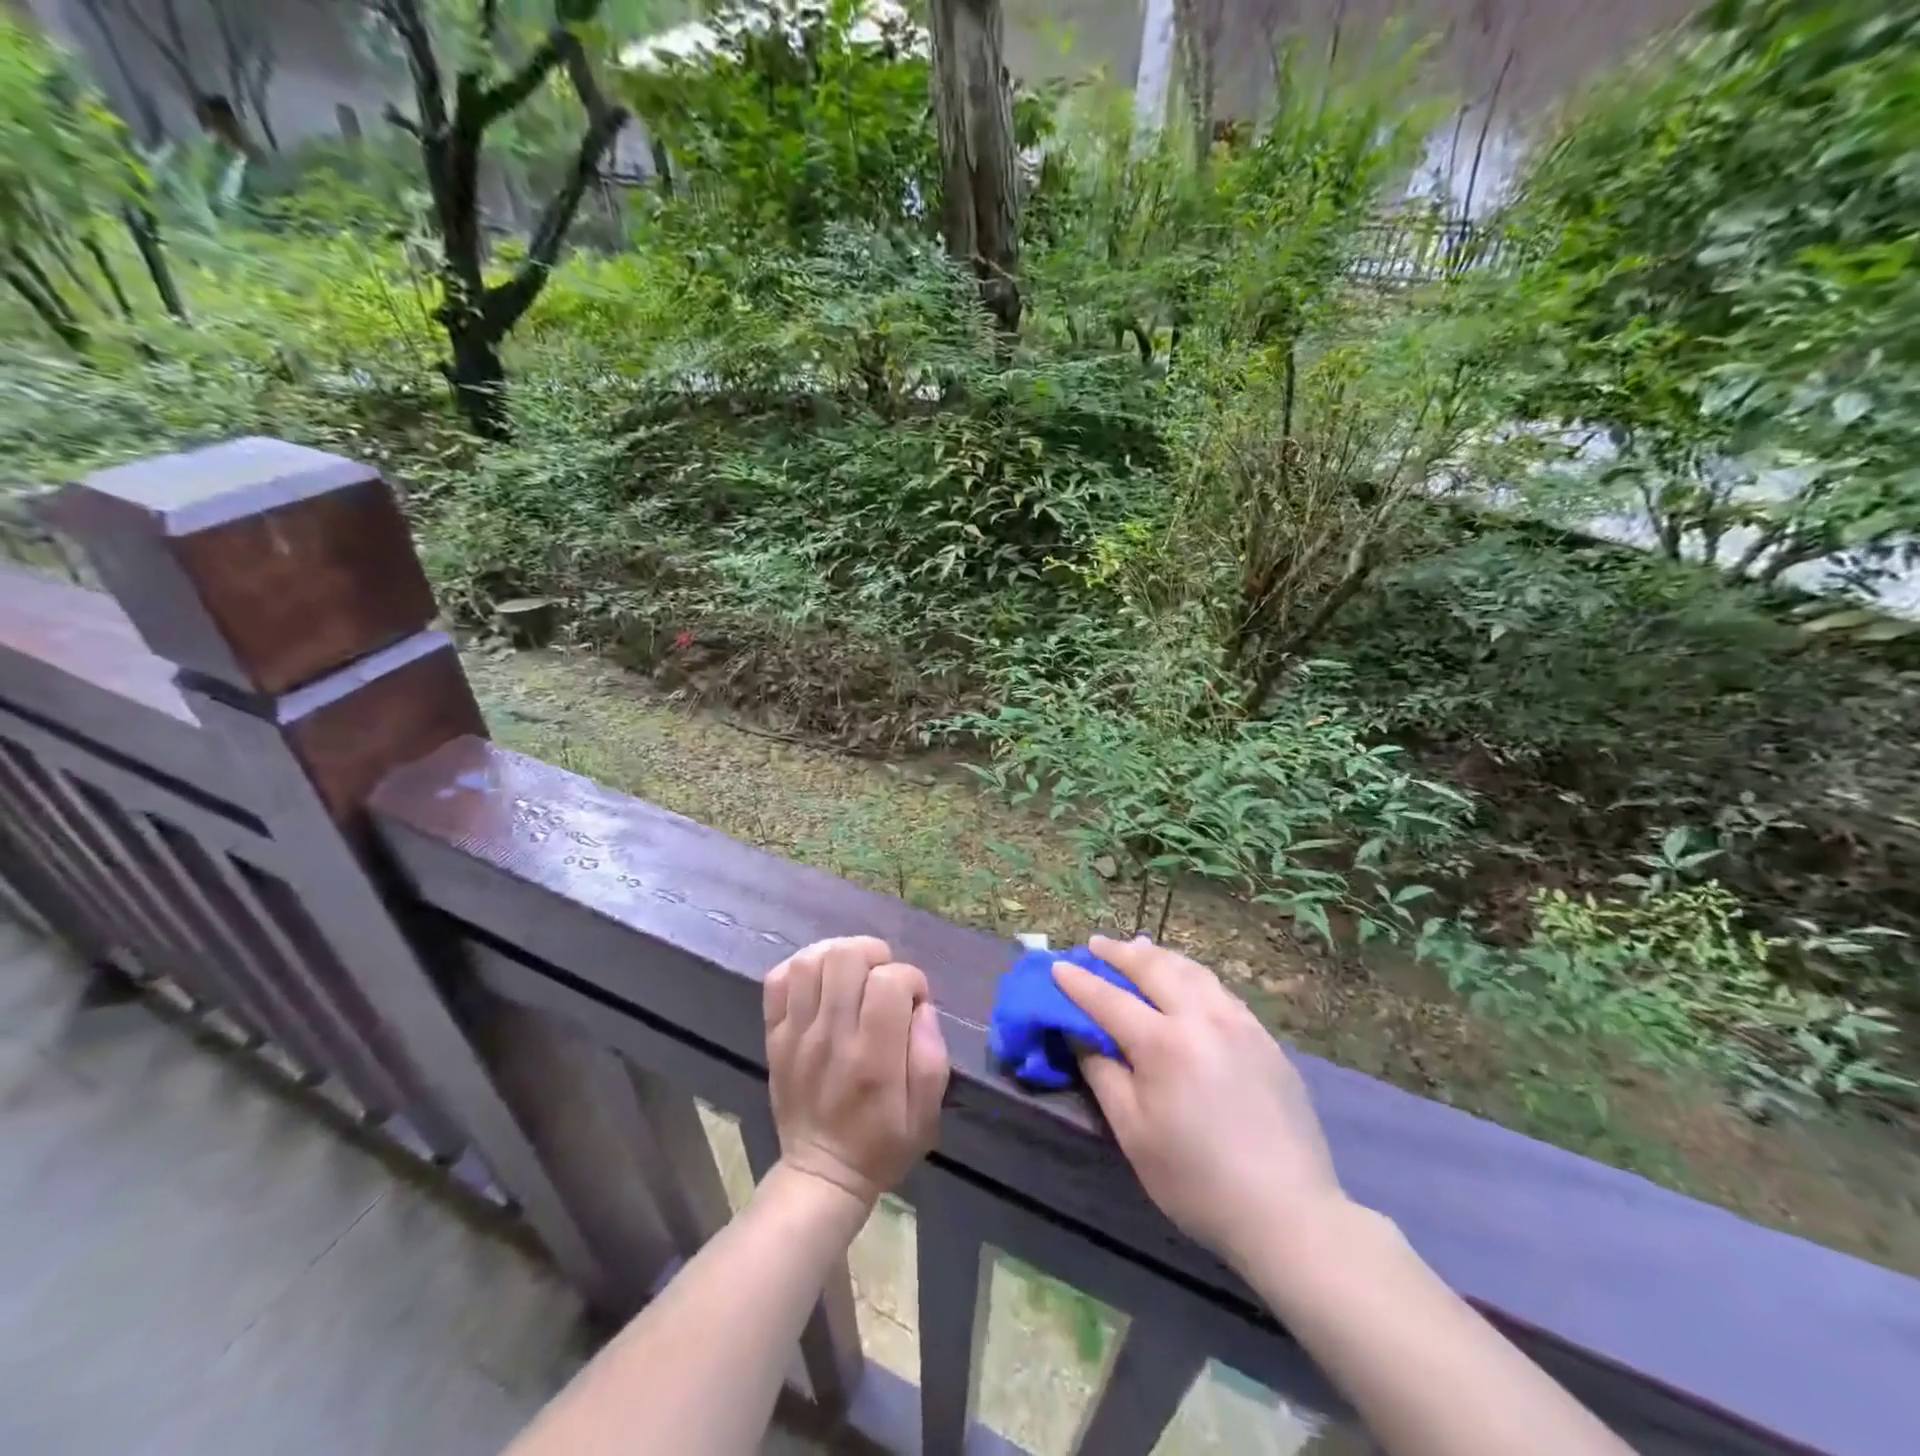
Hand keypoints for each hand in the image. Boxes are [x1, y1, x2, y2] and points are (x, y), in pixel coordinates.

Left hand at [763, 936, 950, 1208]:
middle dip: (874, 955)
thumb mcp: (926, 1115)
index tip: (914, 1000)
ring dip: (839, 955)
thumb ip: (931, 1056)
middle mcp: (832, 1038)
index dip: (910, 979)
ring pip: (810, 961)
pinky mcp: (774, 1036)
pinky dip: (801, 967)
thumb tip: (922, 1008)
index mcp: (874, 1058)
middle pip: (846, 958)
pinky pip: (777, 980)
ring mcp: (797, 1035)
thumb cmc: (882, 1144)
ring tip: (854, 974)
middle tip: (883, 979)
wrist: (821, 1175)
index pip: (890, 982)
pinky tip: (822, 982)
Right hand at [1053, 935, 1346, 1268]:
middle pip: (1153, 968)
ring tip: (1139, 948)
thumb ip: (1103, 1074)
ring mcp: (1239, 1023)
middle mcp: (1202, 1018)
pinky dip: (1192, 975)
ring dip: (1158, 955)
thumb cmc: (1196, 1180)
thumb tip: (1080, 1034)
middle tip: (1095, 944)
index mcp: (1163, 1043)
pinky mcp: (1265, 1038)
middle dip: (1119, 953)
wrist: (1288, 1212)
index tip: (1057, 966)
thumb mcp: (1133, 1132)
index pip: (1109, 999)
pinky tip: (1187, 980)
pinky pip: (1220, 990)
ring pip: (1192, 970)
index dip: (1079, 982)